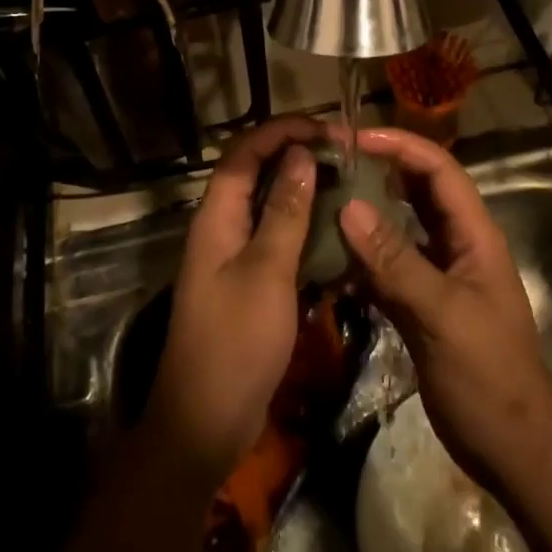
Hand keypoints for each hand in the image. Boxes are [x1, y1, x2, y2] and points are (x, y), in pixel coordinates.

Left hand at [146, 116, 323, 484]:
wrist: (205, 423)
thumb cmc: (235, 342)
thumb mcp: (266, 272)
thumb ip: (284, 212)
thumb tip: (300, 154)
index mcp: (216, 217)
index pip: (243, 153)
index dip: (280, 131)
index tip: (326, 128)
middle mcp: (221, 229)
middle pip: (254, 174)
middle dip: (294, 155)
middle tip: (343, 154)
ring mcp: (233, 259)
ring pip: (267, 207)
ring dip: (301, 191)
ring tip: (345, 183)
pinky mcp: (248, 286)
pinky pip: (276, 241)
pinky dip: (303, 229)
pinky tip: (335, 233)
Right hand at [338, 126, 551, 495]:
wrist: (514, 451)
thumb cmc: (488, 377)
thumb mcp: (442, 315)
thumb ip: (395, 261)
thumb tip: (348, 206)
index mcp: (474, 235)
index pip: (439, 170)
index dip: (401, 146)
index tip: (354, 138)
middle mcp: (457, 245)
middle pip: (418, 191)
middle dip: (380, 170)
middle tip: (331, 162)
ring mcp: (440, 275)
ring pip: (401, 227)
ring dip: (368, 212)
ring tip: (323, 197)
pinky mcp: (423, 304)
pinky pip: (390, 266)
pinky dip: (363, 257)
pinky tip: (330, 255)